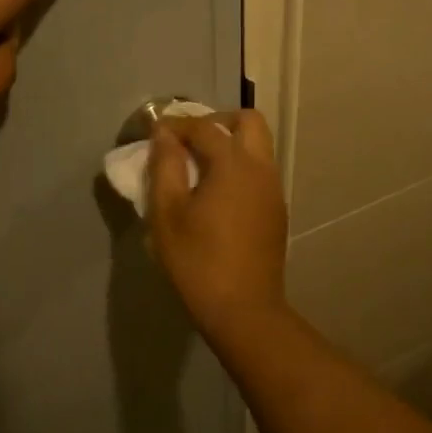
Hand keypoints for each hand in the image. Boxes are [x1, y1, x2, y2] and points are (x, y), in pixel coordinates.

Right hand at [147, 111, 289, 340]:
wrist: (243, 310)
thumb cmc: (197, 261)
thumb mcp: (167, 213)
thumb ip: (165, 166)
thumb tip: (164, 135)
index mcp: (233, 164)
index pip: (204, 127)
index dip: (177, 124)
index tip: (155, 131)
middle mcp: (261, 169)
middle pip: (248, 122)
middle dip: (216, 122)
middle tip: (189, 142)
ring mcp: (274, 190)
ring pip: (258, 147)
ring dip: (230, 145)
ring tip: (197, 169)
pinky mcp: (276, 211)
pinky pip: (259, 172)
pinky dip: (238, 168)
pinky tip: (215, 195)